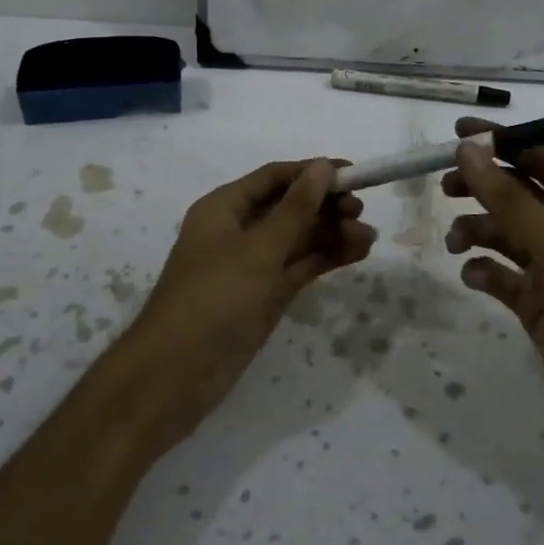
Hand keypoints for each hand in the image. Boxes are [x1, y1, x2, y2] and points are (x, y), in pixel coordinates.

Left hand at [121, 159, 375, 445]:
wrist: (175, 377)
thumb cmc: (212, 299)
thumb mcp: (257, 250)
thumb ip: (295, 209)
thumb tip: (323, 167)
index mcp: (225, 208)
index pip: (274, 178)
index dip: (312, 172)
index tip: (352, 173)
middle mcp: (239, 231)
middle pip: (290, 207)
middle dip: (326, 206)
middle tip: (360, 211)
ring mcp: (254, 265)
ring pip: (299, 239)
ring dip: (332, 233)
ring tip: (368, 238)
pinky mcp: (266, 295)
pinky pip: (301, 266)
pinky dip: (326, 258)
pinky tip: (356, 252)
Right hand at [442, 117, 543, 444]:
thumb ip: (510, 198)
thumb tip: (469, 149)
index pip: (538, 158)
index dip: (500, 142)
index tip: (456, 133)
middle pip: (516, 193)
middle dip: (481, 187)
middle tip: (445, 187)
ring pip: (504, 233)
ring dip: (477, 230)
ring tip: (456, 241)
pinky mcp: (536, 300)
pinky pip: (501, 274)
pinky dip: (485, 270)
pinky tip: (475, 277)